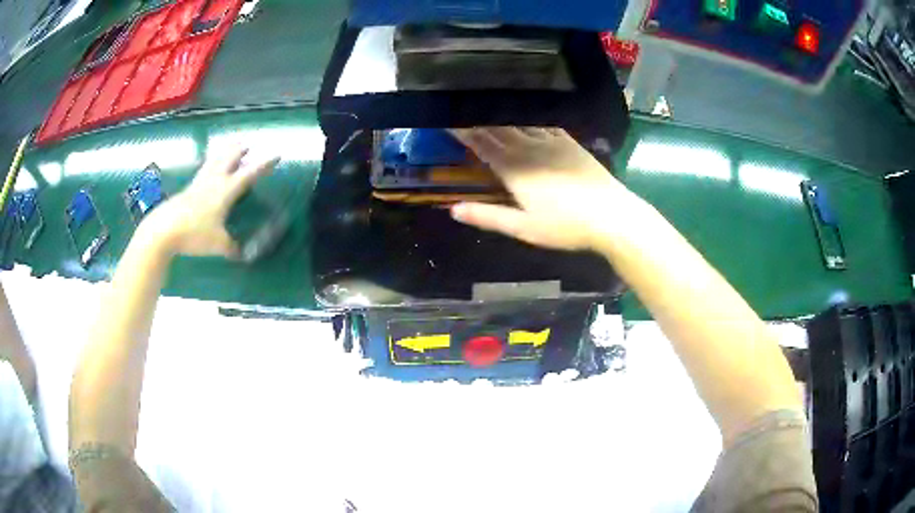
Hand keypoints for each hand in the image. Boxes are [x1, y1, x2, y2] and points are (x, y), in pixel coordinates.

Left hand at [142, 148, 278, 257]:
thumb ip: (231, 247)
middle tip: (247, 144)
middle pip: (228, 159)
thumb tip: (240, 253)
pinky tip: (209, 170)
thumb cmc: (194, 234)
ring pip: (214, 162)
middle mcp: (213, 182)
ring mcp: (198, 184)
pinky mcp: (187, 190)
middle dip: (239, 151)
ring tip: (230, 146)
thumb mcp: (218, 244)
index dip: (263, 166)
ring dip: (224, 153)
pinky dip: (210, 166)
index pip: (248, 174)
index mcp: (225, 191)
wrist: (164, 230)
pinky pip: (203, 172)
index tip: (276, 156)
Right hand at [450, 127, 634, 250]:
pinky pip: (543, 124)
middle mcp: (530, 148)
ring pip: (519, 123)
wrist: (611, 216)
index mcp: (514, 169)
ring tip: (486, 109)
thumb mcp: (523, 228)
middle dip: (478, 120)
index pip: (482, 144)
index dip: (464, 132)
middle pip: (498, 129)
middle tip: (462, 111)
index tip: (448, 122)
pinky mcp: (570, 142)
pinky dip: (528, 119)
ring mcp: (552, 142)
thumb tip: (453, 209)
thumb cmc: (565, 226)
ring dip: (500, 116)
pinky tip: (525, 116)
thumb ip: (487, 217)